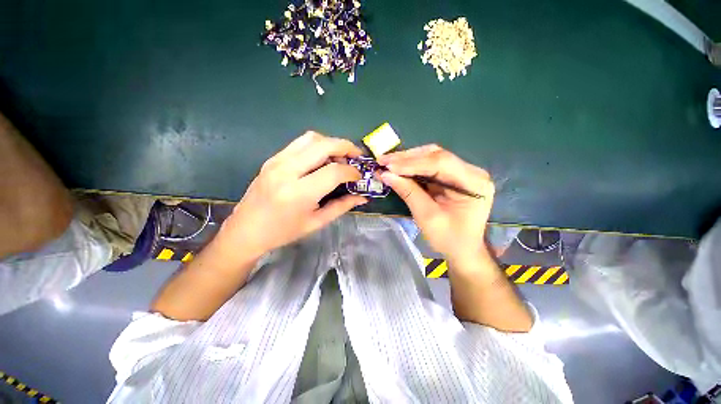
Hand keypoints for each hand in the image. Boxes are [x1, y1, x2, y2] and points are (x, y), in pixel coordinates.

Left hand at [216, 131, 366, 260]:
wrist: (246, 230)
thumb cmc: (283, 232)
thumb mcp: (316, 222)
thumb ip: (342, 206)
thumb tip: (363, 197)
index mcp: (299, 193)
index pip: (334, 172)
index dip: (351, 172)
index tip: (359, 177)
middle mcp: (287, 171)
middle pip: (324, 145)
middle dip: (346, 147)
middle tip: (357, 157)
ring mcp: (277, 161)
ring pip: (311, 138)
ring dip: (331, 143)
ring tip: (340, 157)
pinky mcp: (273, 158)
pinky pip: (300, 143)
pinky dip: (317, 145)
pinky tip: (322, 159)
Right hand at [378, 145, 493, 263]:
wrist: (463, 249)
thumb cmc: (449, 239)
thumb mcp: (427, 217)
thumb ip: (408, 193)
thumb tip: (386, 174)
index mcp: (473, 183)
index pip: (441, 163)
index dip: (412, 163)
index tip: (388, 166)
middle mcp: (471, 172)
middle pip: (436, 156)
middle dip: (407, 158)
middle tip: (383, 160)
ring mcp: (462, 172)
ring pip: (431, 157)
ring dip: (407, 159)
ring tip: (387, 162)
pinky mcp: (452, 176)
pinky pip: (430, 165)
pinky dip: (412, 166)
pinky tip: (397, 167)